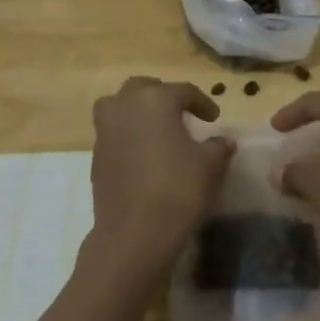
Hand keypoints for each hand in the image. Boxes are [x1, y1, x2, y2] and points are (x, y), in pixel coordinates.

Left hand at [88, 77, 233, 282]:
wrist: (135, 231)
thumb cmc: (178, 188)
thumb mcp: (210, 165)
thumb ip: (218, 146)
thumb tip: (223, 140)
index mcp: (155, 99)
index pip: (183, 91)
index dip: (202, 103)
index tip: (214, 118)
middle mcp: (125, 106)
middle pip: (143, 89)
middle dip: (163, 95)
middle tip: (181, 112)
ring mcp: (105, 130)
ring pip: (120, 106)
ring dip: (138, 111)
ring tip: (157, 129)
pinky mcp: (96, 155)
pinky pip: (113, 133)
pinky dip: (128, 135)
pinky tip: (144, 154)